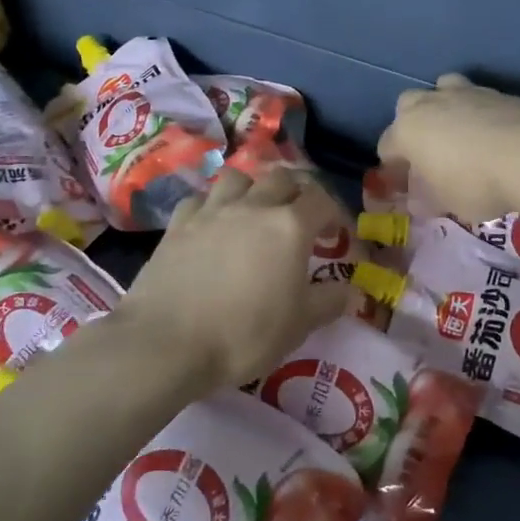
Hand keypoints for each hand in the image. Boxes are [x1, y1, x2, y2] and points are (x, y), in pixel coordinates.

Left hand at [115, 166, 352, 391]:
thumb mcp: (299, 325)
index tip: (334, 235)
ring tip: (254, 212)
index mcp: (289, 227)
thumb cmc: (244, 334)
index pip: (321, 200)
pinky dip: (212, 205)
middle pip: (281, 178)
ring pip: (238, 177)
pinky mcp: (177, 225)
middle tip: (299, 219)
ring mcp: (211, 211)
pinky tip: (212, 225)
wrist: (167, 343)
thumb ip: (328, 302)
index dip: (333, 213)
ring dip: (253, 188)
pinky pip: (199, 199)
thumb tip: (352, 292)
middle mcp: (252, 207)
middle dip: (296, 193)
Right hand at [377, 74, 519, 221]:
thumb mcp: (444, 202)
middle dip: (413, 127)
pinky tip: (491, 134)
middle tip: (429, 154)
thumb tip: (419, 199)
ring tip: (459, 134)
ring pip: (442, 90)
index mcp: (407, 130)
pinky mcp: (497, 91)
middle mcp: (429, 103)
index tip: (407, 188)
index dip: (393, 170)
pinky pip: (477, 99)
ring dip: (443, 109)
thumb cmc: (474, 184)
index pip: (387, 147)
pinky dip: (477, 113)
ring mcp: (465, 92)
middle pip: (408, 107)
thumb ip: (425, 198)